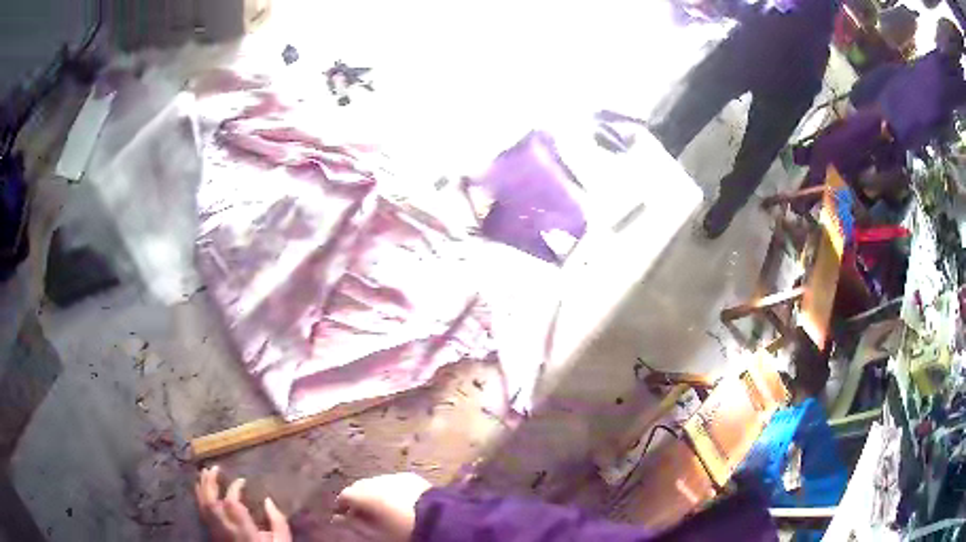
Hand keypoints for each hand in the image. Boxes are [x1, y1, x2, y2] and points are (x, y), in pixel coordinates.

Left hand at [195, 466, 291, 541]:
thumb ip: (277, 521)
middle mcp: (226, 529)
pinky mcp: (213, 535)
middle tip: (214, 468)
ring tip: (204, 473)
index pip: (231, 502)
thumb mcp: (282, 541)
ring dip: (202, 488)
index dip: (234, 487)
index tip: (242, 480)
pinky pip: (202, 513)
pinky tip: (201, 490)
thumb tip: (268, 500)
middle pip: (211, 502)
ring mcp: (217, 532)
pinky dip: (200, 498)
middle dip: (210, 483)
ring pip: (203, 506)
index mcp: (243, 530)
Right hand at [333, 473, 432, 541]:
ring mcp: (393, 476)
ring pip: (376, 483)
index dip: (341, 506)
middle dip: (358, 498)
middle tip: (358, 513)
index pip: (345, 496)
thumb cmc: (401, 528)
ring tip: (378, 509)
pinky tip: (395, 502)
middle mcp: (375, 480)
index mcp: (363, 493)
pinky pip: (393, 483)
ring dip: (374, 493)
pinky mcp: (410, 477)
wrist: (436, 517)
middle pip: (360, 487)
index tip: (341, 516)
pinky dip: (390, 491)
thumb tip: (337, 519)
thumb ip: (354, 524)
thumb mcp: (375, 532)